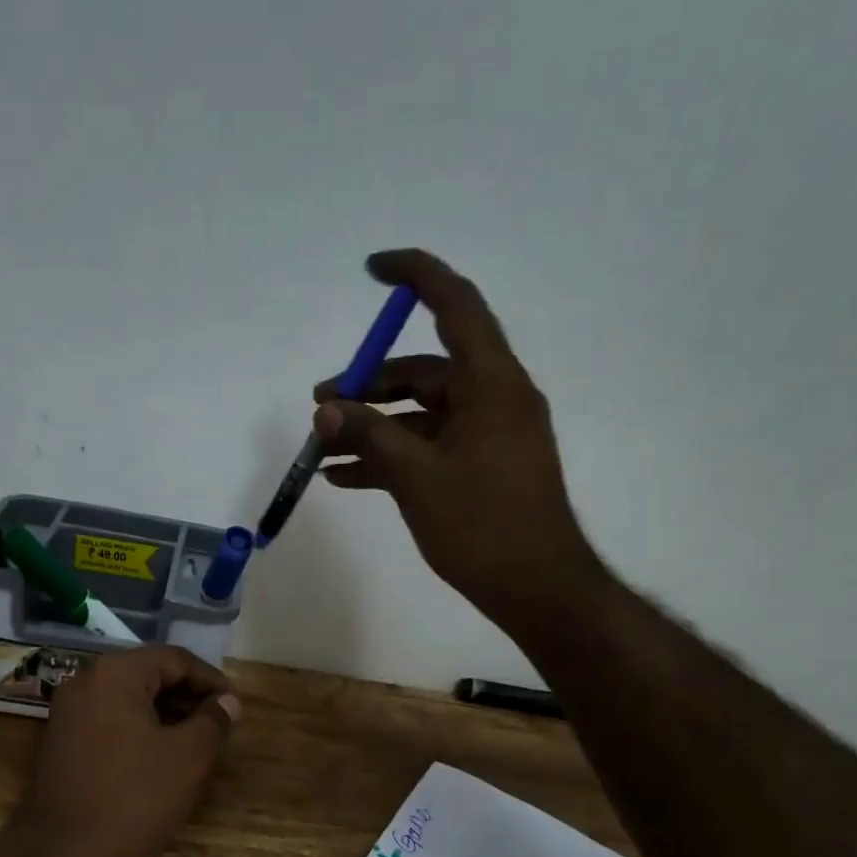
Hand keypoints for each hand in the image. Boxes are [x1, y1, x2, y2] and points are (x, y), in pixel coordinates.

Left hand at [9, 645, 239, 856]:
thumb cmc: (132, 800)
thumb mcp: (187, 758)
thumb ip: (212, 721)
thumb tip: (228, 702)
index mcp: (115, 674)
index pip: (174, 659)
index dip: (211, 680)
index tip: (236, 706)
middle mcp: (86, 682)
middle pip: (150, 674)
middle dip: (189, 696)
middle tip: (221, 723)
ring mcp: (69, 712)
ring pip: (130, 698)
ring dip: (168, 714)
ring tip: (199, 741)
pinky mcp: (63, 742)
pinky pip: (112, 720)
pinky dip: (142, 729)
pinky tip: (164, 756)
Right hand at [315, 249, 604, 638]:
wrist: (536, 589)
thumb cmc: (481, 524)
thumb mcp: (415, 476)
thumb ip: (368, 435)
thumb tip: (325, 410)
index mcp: (491, 383)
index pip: (455, 305)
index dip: (415, 276)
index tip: (372, 268)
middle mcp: (494, 397)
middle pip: (424, 370)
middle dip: (367, 387)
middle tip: (320, 408)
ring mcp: (488, 434)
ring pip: (421, 413)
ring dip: (373, 427)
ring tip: (322, 449)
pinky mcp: (480, 466)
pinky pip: (429, 446)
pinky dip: (392, 455)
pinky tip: (346, 477)